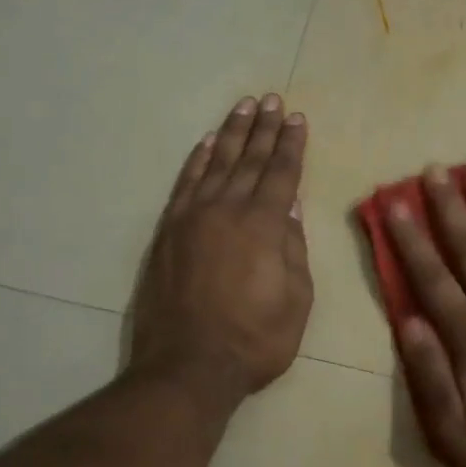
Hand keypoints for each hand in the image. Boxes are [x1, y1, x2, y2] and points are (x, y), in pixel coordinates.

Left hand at [129, 94, 312, 409]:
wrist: (187, 366)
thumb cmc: (255, 340)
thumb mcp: (296, 300)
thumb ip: (294, 249)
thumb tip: (291, 208)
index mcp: (264, 225)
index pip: (281, 173)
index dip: (291, 144)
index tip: (297, 118)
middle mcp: (227, 210)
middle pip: (248, 159)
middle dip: (263, 128)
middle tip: (272, 100)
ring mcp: (192, 218)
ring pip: (215, 164)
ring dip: (230, 134)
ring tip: (243, 107)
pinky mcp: (168, 232)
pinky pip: (184, 185)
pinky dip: (196, 161)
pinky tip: (205, 144)